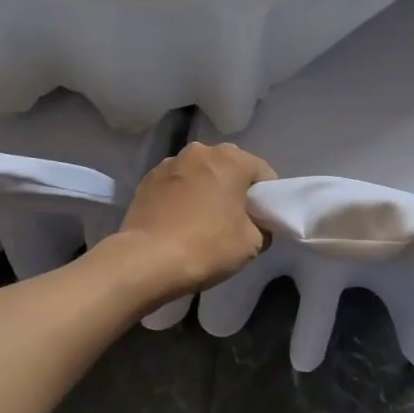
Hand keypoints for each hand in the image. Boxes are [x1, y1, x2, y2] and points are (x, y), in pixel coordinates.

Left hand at [114, 143, 275, 299]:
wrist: (146, 261)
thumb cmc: (207, 246)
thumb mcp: (252, 243)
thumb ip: (262, 226)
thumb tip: (256, 223)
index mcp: (232, 159)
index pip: (263, 174)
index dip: (268, 198)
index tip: (262, 221)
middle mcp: (201, 151)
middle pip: (230, 169)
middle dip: (234, 190)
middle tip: (233, 221)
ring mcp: (170, 162)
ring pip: (200, 174)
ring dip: (205, 190)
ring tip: (201, 222)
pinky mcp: (147, 179)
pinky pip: (176, 185)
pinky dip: (181, 197)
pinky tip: (178, 222)